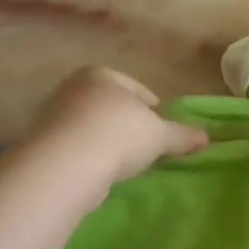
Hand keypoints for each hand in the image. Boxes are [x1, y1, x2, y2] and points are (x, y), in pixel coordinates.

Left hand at [16, 67, 206, 186]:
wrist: (66, 164)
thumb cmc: (118, 134)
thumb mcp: (159, 135)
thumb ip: (182, 135)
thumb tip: (206, 137)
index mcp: (102, 75)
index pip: (135, 88)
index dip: (152, 107)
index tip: (161, 127)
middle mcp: (74, 88)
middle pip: (110, 105)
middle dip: (127, 123)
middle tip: (144, 145)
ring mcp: (53, 115)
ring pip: (91, 126)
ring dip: (106, 142)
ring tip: (123, 163)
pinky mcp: (41, 143)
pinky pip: (75, 147)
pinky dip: (89, 157)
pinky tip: (100, 173)